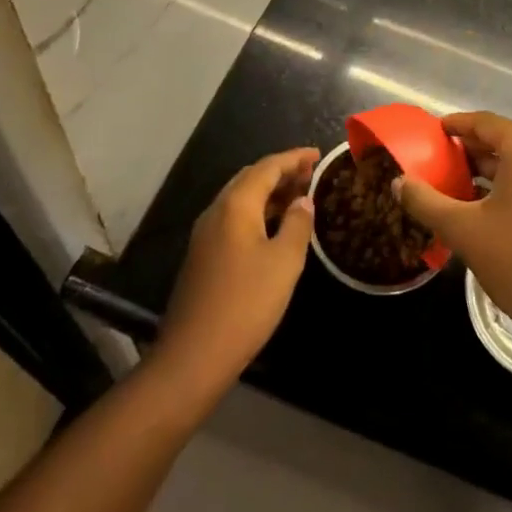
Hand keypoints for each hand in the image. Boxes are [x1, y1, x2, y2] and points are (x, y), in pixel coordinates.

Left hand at [157, 148, 317, 398]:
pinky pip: (234, 219)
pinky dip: (258, 213)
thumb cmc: (245, 303)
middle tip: (311, 175)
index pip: (268, 166)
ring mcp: (205, 235)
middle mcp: (216, 211)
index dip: (294, 158)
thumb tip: (303, 200)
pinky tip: (275, 229)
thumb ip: (298, 224)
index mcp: (236, 205)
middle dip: (281, 172)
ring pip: (241, 199)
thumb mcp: (284, 262)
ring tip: (299, 198)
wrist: (193, 356)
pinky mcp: (203, 256)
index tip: (318, 155)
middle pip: (251, 178)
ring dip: (269, 193)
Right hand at [396, 112, 511, 341]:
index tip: (433, 131)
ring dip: (489, 167)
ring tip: (455, 179)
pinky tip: (483, 203)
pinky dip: (508, 182)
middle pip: (504, 139)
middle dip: (471, 147)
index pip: (485, 122)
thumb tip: (398, 183)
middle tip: (439, 157)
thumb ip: (426, 201)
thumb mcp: (462, 229)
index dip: (457, 124)